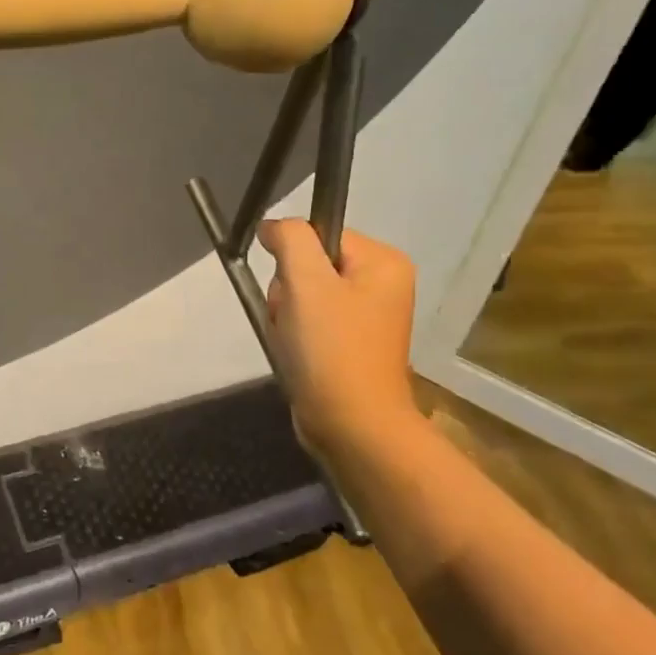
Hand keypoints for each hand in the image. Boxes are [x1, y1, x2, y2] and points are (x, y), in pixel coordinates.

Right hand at [258, 220, 419, 450]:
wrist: (351, 427)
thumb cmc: (332, 349)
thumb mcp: (306, 281)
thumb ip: (290, 238)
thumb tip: (272, 227)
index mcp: (383, 262)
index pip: (319, 233)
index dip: (293, 257)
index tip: (293, 290)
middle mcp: (381, 284)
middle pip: (309, 265)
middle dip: (288, 291)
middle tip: (295, 320)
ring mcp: (366, 316)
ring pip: (302, 294)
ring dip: (287, 315)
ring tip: (294, 342)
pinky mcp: (349, 343)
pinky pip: (309, 321)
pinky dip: (294, 335)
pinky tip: (296, 354)